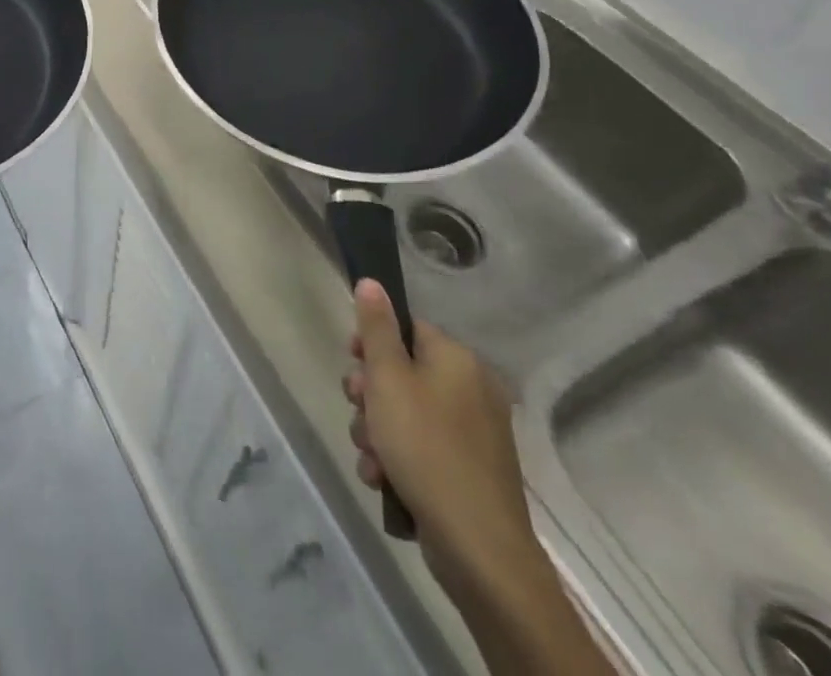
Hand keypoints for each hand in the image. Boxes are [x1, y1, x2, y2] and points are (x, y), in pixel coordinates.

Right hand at [343, 280, 536, 602]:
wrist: (478, 548)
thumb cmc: (425, 447)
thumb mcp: (388, 378)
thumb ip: (376, 328)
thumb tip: (371, 281)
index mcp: (457, 360)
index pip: (406, 329)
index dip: (371, 343)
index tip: (352, 363)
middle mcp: (471, 389)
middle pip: (402, 372)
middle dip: (369, 395)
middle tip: (359, 411)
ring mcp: (474, 434)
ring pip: (405, 414)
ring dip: (376, 431)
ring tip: (371, 456)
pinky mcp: (469, 471)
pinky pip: (421, 448)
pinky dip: (398, 458)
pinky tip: (383, 479)